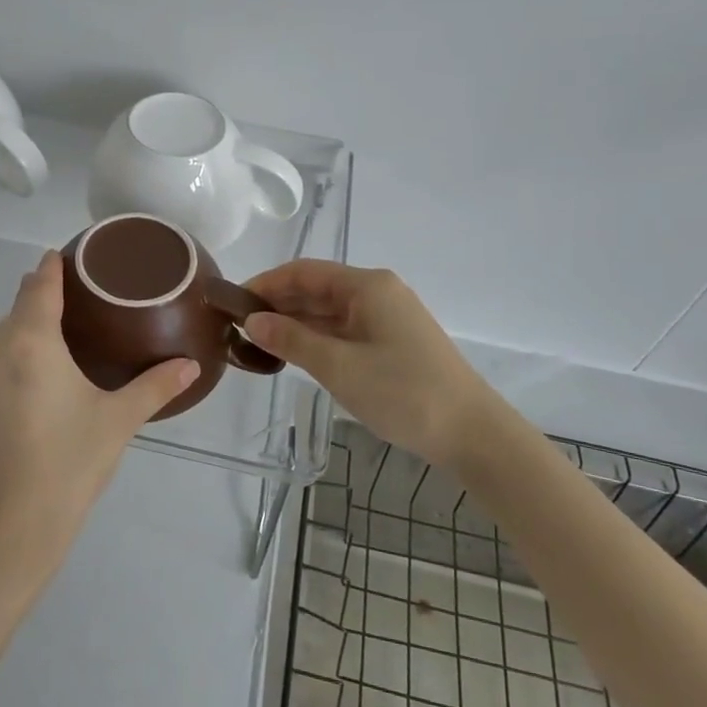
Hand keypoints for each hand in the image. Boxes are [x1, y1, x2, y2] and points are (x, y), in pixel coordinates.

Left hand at [0, 249, 198, 590]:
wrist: (3, 532)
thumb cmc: (67, 467)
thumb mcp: (117, 422)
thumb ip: (155, 386)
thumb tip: (191, 366)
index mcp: (31, 340)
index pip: (39, 282)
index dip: (54, 265)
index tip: (71, 257)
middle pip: (20, 309)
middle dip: (45, 303)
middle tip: (81, 312)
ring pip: (0, 339)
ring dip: (25, 337)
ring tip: (58, 354)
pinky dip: (7, 365)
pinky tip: (28, 392)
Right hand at [244, 261, 506, 469]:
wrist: (473, 434)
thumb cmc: (404, 393)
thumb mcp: (339, 366)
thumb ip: (292, 339)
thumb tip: (252, 320)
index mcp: (366, 286)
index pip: (303, 272)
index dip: (265, 283)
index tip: (233, 303)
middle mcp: (377, 293)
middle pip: (316, 288)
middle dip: (278, 304)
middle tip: (238, 327)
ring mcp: (387, 318)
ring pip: (329, 311)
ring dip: (295, 323)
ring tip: (257, 342)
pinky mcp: (393, 342)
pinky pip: (344, 330)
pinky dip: (317, 338)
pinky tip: (294, 354)